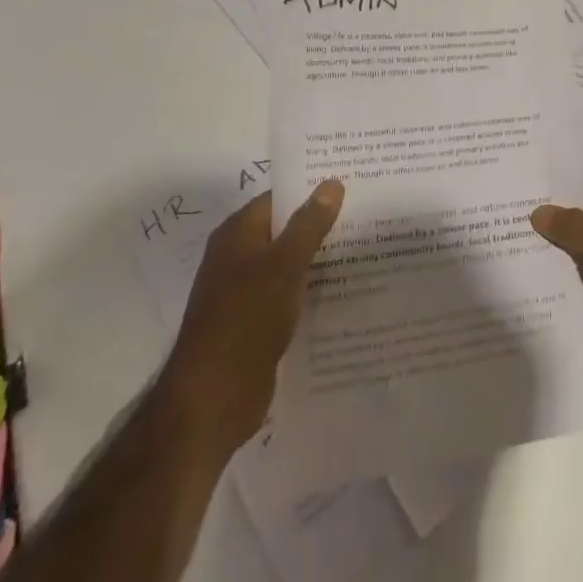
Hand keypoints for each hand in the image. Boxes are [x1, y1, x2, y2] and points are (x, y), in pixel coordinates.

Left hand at [160, 180, 343, 454]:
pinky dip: (314, 290)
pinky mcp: (257, 323)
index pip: (279, 198)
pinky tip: (348, 289)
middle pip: (286, 230)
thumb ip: (309, 224)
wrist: (213, 398)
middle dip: (323, 223)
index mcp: (237, 234)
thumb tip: (332, 182)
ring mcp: (246, 292)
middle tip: (369, 213)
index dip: (313, 189)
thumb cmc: (245, 319)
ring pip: (291, 264)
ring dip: (322, 258)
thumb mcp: (284, 265)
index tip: (353, 182)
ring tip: (369, 247)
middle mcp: (238, 258)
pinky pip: (291, 295)